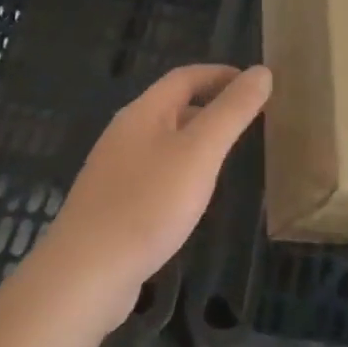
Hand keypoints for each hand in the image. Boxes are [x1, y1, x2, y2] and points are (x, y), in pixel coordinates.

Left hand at [38, 64, 270, 321]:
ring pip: (163, 141)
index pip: (184, 77)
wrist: (86, 274)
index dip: (220, 74)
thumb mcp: (200, 153)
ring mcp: (114, 171)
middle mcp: (124, 134)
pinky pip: (154, 172)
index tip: (255, 83)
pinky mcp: (112, 204)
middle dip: (210, 105)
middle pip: (171, 106)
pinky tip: (193, 195)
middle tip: (249, 119)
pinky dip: (181, 170)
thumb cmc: (148, 205)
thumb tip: (262, 71)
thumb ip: (232, 112)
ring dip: (196, 139)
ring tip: (228, 154)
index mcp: (142, 114)